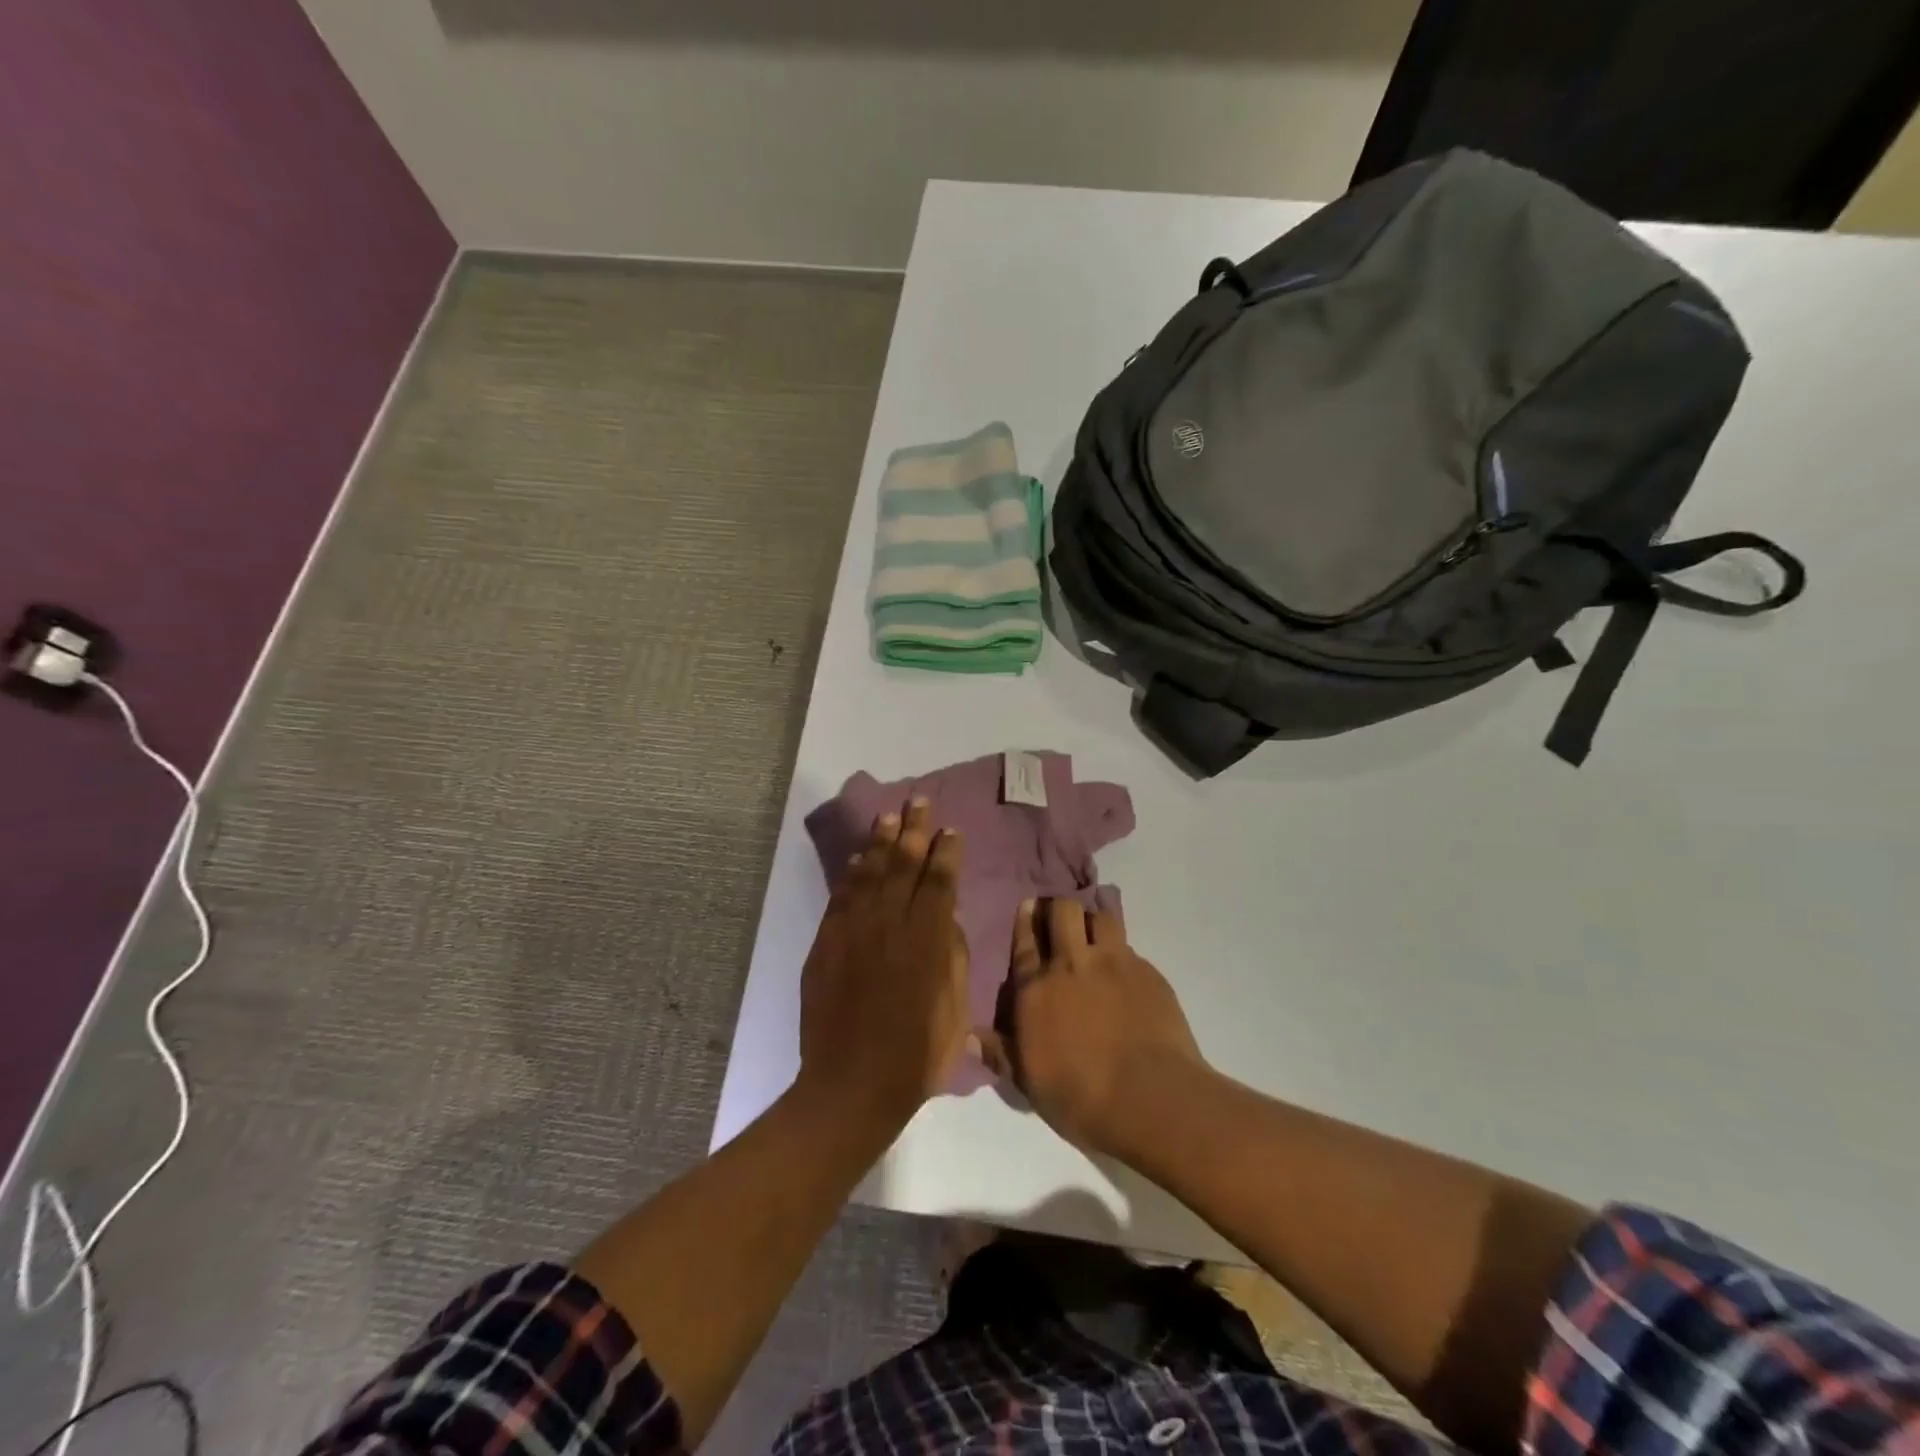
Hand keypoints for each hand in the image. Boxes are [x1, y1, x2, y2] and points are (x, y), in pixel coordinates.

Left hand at [798, 798, 969, 1130]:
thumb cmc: (915, 1056)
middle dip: (913, 830)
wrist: (851, 1085)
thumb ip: (952, 957)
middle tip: (919, 802)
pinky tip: (859, 859)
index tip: (951, 830)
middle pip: (902, 865)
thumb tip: (945, 920)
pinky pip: (841, 897)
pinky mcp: (826, 944)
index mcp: (926, 941)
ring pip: (869, 873)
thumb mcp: (954, 1010)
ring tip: (889, 817)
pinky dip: (851, 874)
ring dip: (880, 842)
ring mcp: (852, 932)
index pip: (938, 882)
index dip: (946, 852)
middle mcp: (888, 925)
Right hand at [974, 898, 1204, 1161]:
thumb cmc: (1082, 1098)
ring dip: (1093, 920)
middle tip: (1059, 919)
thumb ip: (1001, 1054)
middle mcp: (1072, 965)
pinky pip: (1129, 947)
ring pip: (1100, 917)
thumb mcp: (1030, 1083)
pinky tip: (1124, 973)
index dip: (1025, 920)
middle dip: (1058, 908)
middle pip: (1063, 911)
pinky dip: (1122, 952)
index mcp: (1036, 989)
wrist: (1152, 1099)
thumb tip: (970, 1036)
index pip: (1025, 942)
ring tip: (1093, 936)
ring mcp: (1113, 963)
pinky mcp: (1147, 972)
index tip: (1027, 906)